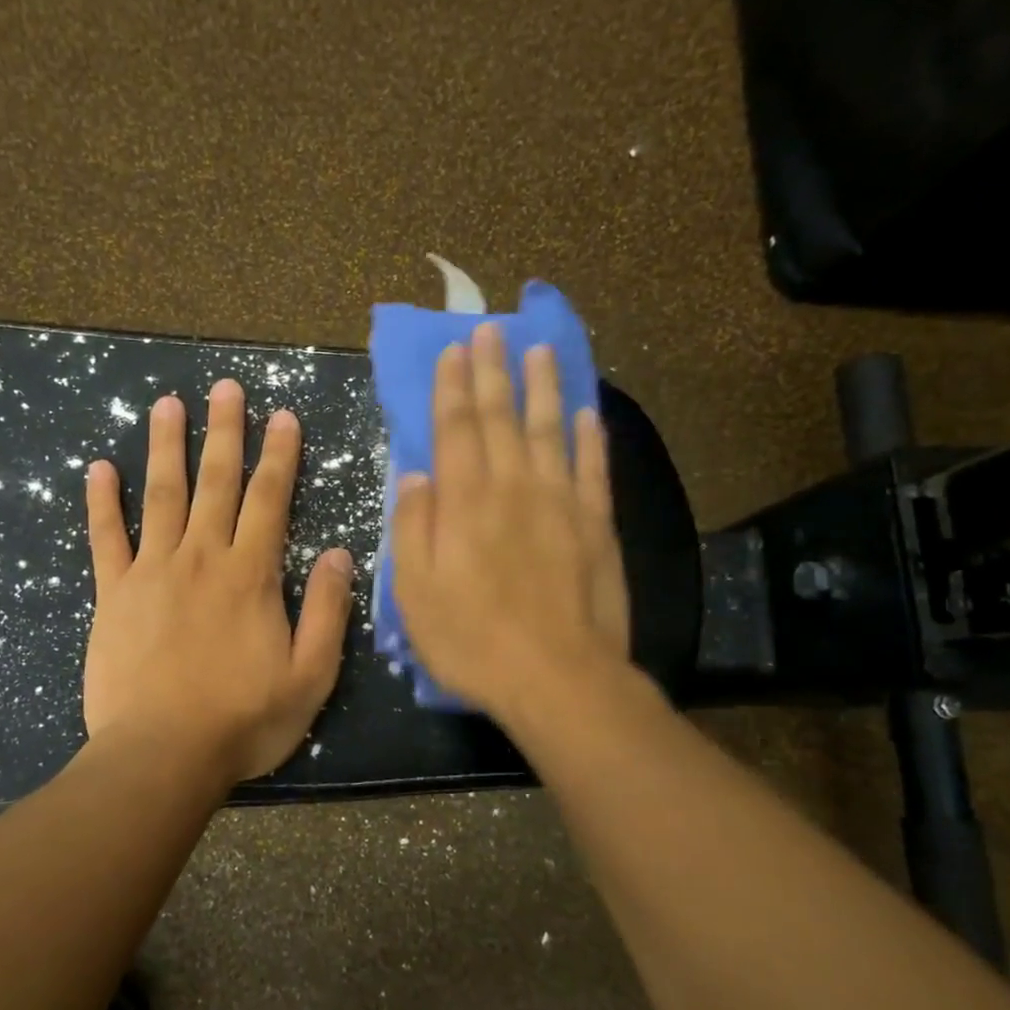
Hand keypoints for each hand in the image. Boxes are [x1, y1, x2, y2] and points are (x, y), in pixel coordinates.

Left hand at [82, 378, 354, 784]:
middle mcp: (202, 557)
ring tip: (167, 404)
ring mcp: (152, 571)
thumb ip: (329, 610)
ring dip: (166, 446)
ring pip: (161, 495)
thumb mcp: (311, 675)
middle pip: (216, 482)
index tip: (282, 415)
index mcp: (251, 574)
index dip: (279, 454)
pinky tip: (98, 467)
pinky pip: (105, 538)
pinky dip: (101, 501)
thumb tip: (342, 554)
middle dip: (225, 431)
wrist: (163, 754)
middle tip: (225, 386)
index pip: (270, 499)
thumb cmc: (244, 720)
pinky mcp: (114, 594)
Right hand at [390, 322, 637, 729]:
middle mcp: (513, 488)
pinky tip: (586, 412)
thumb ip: (412, 529)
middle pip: (501, 418)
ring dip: (542, 388)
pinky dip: (590, 436)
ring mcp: (561, 503)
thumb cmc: (472, 640)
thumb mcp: (415, 593)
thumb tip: (414, 476)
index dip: (452, 388)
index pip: (455, 430)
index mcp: (465, 502)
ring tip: (539, 351)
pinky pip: (594, 468)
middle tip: (491, 330)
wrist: (557, 678)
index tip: (454, 351)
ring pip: (550, 430)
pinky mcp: (597, 525)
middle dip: (492, 372)